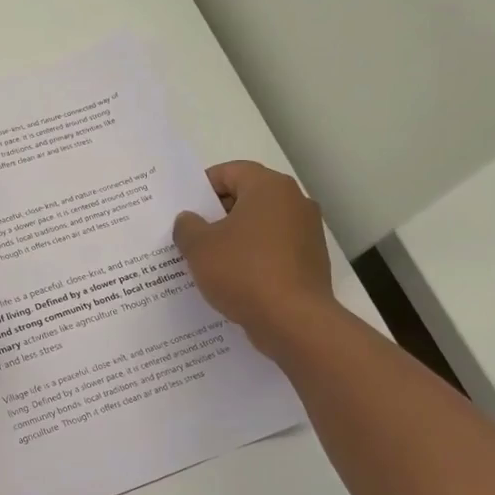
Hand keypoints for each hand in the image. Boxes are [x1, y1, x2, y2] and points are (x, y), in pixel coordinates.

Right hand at [173, 161, 336, 348]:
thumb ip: (187, 227)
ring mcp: (307, 233)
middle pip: (247, 198)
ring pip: (260, 226)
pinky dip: (252, 258)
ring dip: (234, 238)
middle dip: (217, 214)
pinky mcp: (310, 262)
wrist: (294, 322)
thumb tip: (189, 220)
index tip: (184, 208)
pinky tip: (232, 279)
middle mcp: (294, 202)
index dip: (202, 187)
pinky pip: (273, 250)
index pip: (230, 172)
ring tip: (207, 260)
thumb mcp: (199, 247)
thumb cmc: (243, 272)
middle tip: (190, 234)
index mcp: (269, 188)